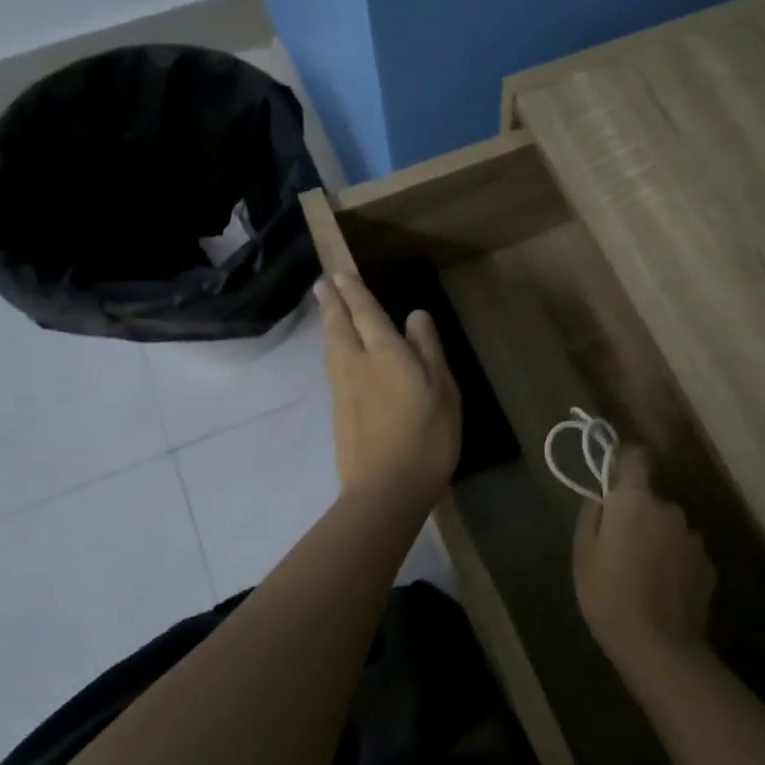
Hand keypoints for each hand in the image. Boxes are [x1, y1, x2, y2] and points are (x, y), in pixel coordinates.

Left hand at [316, 271, 461, 508]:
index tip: (341, 275)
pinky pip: (331, 367)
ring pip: (330, 348)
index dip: (354, 293)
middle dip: (331, 303)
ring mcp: (343, 391)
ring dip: (327, 324)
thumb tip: (416, 315)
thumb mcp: (443, 391)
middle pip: (339, 327)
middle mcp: (357, 365)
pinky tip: (334, 353)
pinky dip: (330, 350)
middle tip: (321, 284)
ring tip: (324, 311)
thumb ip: (428, 350)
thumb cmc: (427, 437)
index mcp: (385, 354)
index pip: (366, 314)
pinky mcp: (338, 413)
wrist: (386, 490)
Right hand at [573, 447, 715, 667]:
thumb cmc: (608, 596)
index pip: (636, 457)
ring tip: (642, 574)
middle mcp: (670, 509)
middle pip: (651, 499)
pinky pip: (685, 553)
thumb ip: (592, 514)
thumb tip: (603, 496)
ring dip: (658, 539)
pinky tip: (662, 590)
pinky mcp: (709, 566)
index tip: (613, 479)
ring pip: (670, 527)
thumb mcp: (583, 553)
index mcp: (636, 501)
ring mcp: (694, 538)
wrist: (658, 647)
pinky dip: (675, 563)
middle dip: (638, 514)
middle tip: (620, 546)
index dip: (624, 462)